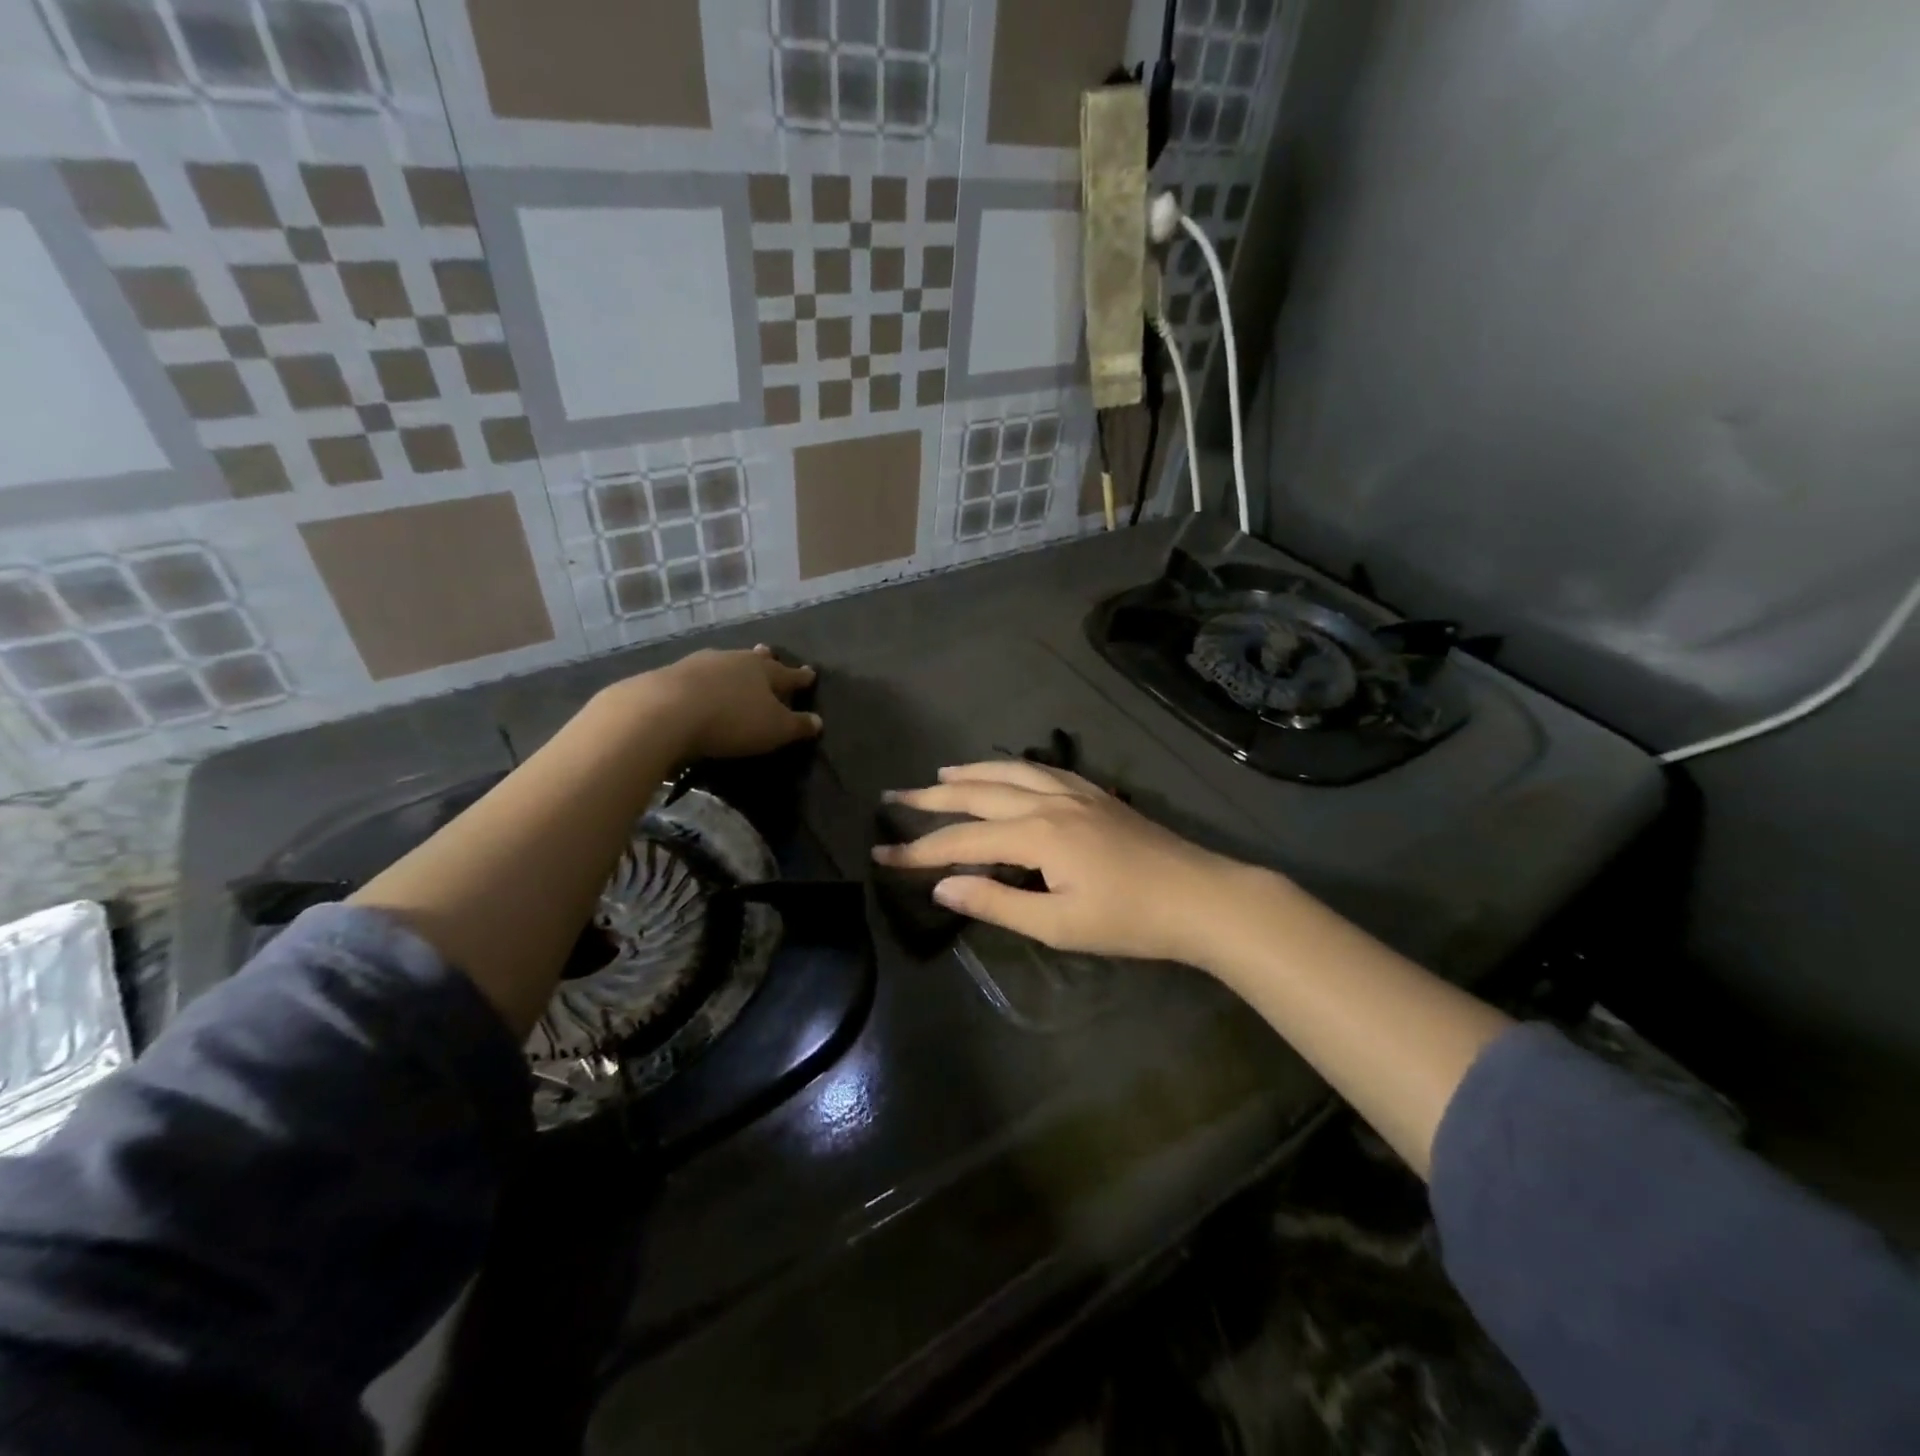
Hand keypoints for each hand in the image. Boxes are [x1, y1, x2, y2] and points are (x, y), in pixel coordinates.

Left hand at [604, 645, 820, 761]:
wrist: (664, 711)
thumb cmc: (732, 720)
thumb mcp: (774, 730)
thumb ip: (796, 726)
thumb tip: (818, 721)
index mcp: (764, 671)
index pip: (788, 675)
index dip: (800, 678)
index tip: (810, 673)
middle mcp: (733, 660)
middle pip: (753, 660)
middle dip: (763, 660)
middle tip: (768, 653)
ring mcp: (698, 664)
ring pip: (723, 663)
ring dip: (730, 667)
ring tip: (732, 670)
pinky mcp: (669, 675)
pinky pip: (695, 676)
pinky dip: (702, 681)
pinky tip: (698, 686)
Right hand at [871, 760, 1249, 964]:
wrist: (1200, 896)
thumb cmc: (1129, 920)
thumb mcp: (1058, 925)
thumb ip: (996, 902)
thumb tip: (942, 885)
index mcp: (1035, 834)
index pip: (961, 839)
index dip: (918, 849)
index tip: (881, 852)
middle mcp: (1048, 801)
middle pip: (978, 792)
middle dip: (932, 796)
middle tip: (894, 796)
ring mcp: (1074, 792)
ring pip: (1009, 771)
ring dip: (970, 771)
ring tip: (941, 773)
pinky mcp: (1095, 794)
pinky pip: (1040, 769)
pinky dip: (1010, 767)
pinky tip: (1006, 771)